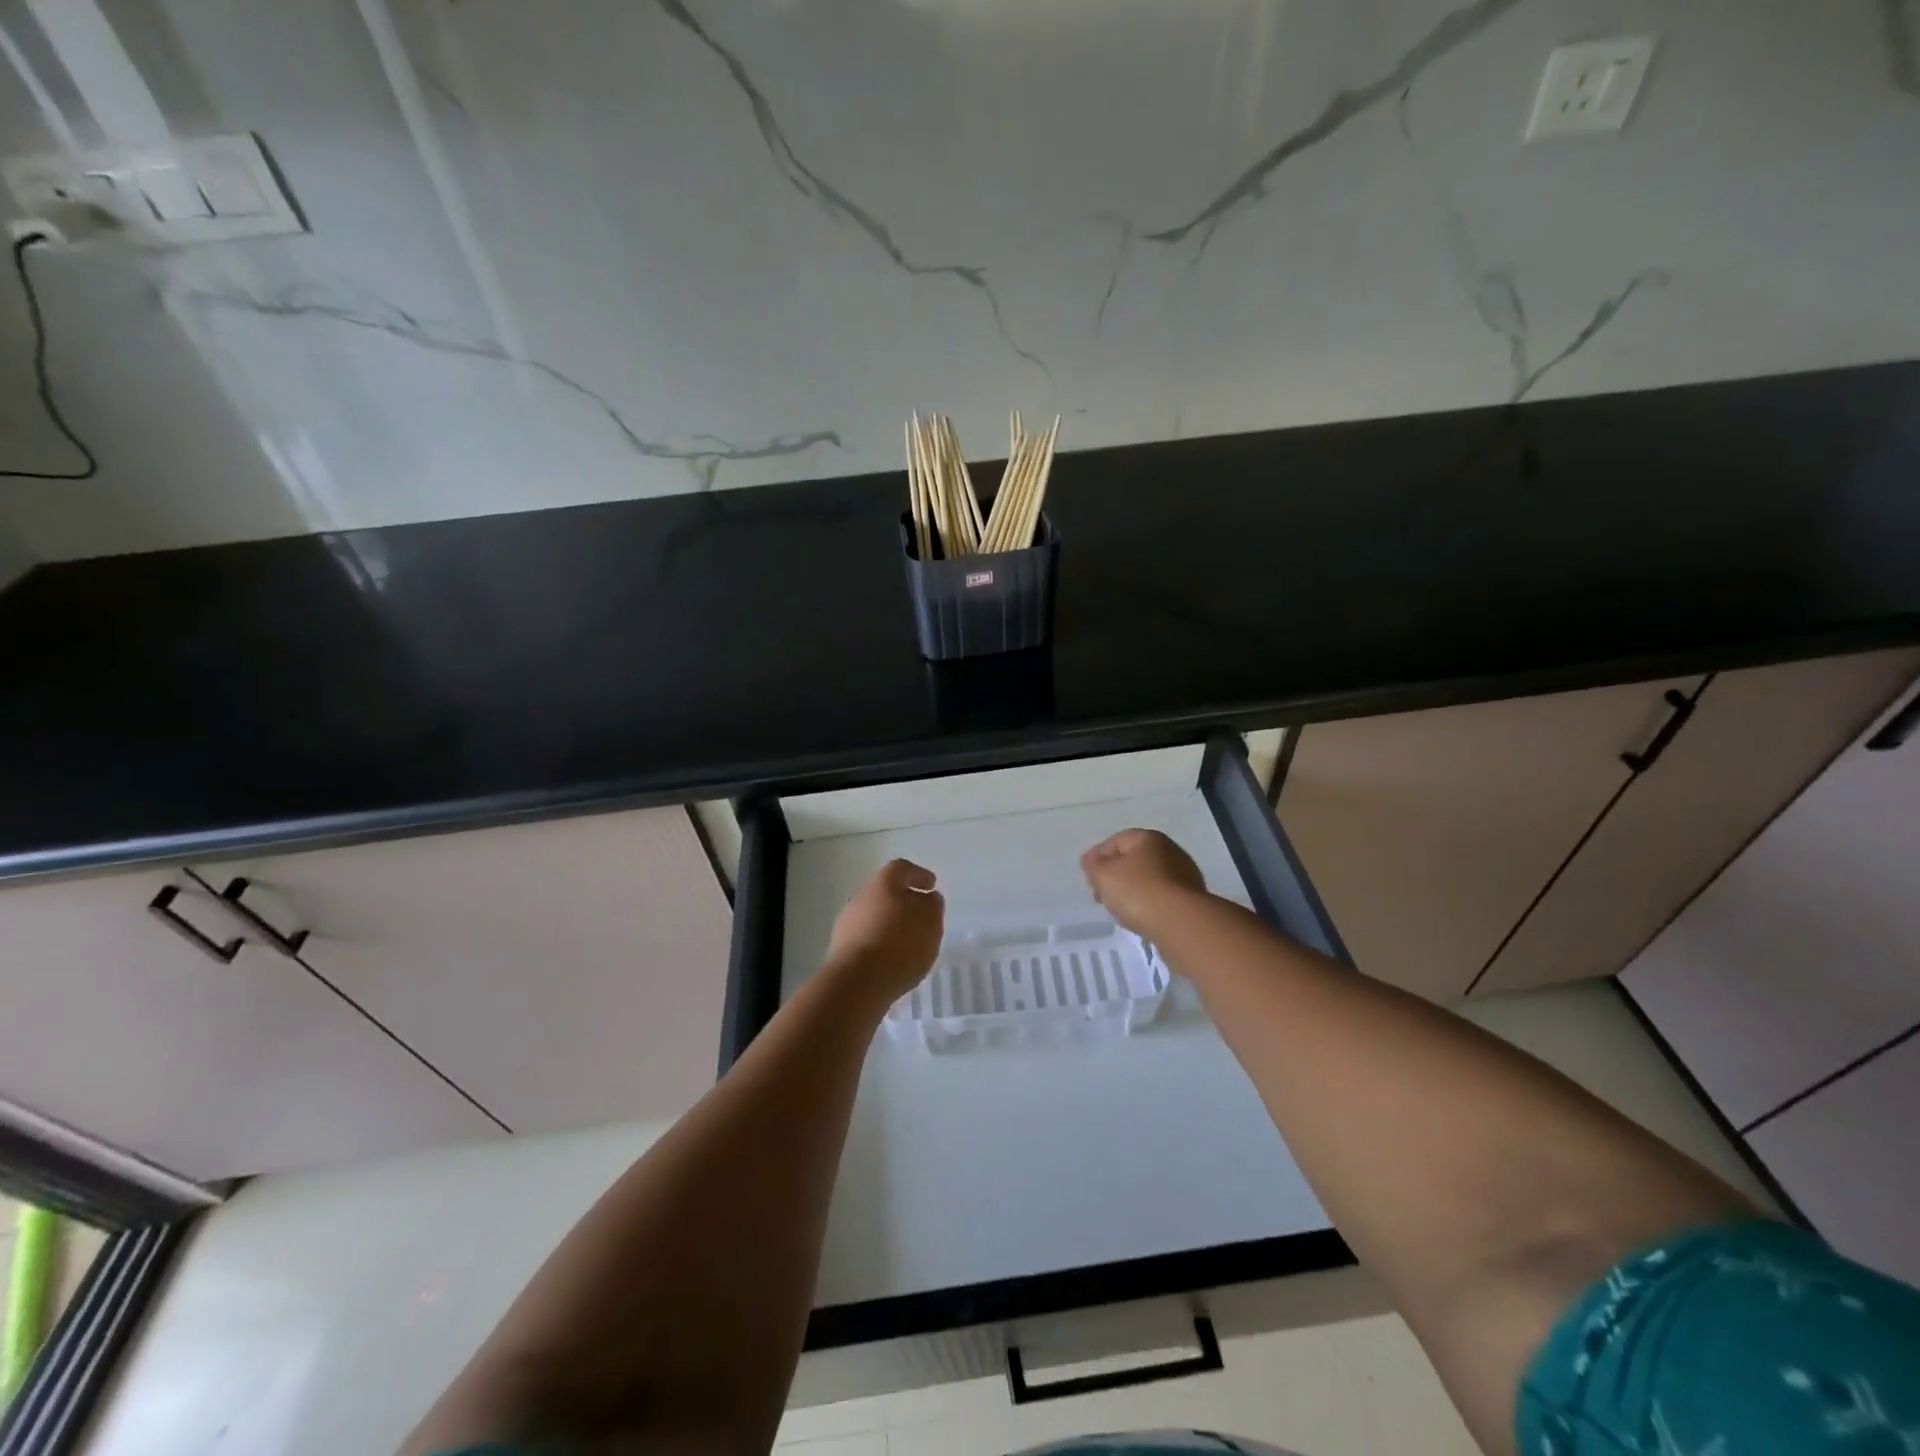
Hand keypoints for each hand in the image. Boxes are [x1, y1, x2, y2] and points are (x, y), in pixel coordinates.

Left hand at [826, 859, 944, 1000]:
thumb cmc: (900, 944)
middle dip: (903, 901)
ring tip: (908, 943)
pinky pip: (865, 939)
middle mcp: (861, 897)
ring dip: (889, 925)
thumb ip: (932, 906)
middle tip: (920, 916)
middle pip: (885, 892)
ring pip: (873, 916)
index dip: (918, 875)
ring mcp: (847, 923)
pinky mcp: (840, 949)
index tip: (931, 885)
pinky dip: (879, 944)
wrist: (856, 982)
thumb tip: (928, 898)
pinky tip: (891, 959)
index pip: (902, 869)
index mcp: (883, 883)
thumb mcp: (930, 922)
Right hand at [1080, 829, 1206, 934]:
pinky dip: (1149, 904)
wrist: (1182, 924)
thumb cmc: (1138, 892)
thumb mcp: (1104, 875)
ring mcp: (1185, 875)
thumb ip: (1093, 865)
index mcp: (1148, 838)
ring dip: (1133, 891)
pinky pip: (1162, 897)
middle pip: (1134, 859)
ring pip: (1149, 879)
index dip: (1098, 858)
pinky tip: (1142, 918)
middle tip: (1101, 894)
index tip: (1088, 878)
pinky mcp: (1192, 899)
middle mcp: (1170, 850)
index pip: (1116, 841)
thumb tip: (1091, 860)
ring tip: (1120, 909)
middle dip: (1116, 875)